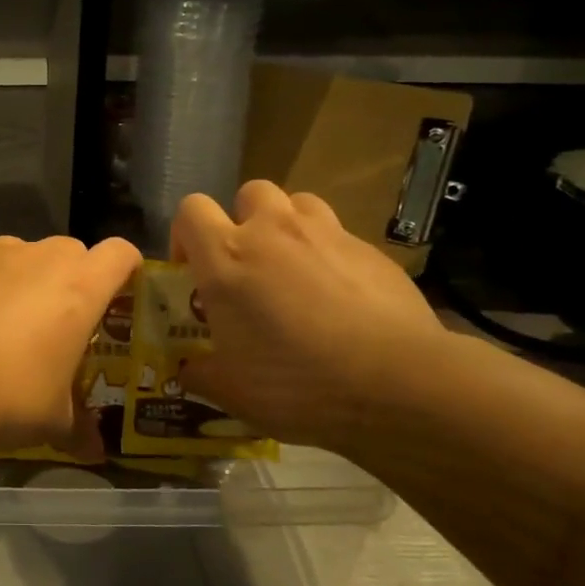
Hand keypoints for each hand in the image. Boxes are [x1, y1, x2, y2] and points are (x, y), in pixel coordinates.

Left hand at [0, 235, 140, 450]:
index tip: (115, 294)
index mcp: (80, 286)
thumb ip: (78, 429)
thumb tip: (96, 454)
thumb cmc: (9, 394)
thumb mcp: (52, 421)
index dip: (123, 269)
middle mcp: (39, 256)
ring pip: (15, 253)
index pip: (120, 253)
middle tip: (53, 321)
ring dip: (14, 277)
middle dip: (67, 278)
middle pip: (68, 251)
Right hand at [173, 182, 454, 450]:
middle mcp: (273, 231)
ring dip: (288, 227)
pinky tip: (342, 296)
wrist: (398, 383)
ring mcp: (327, 234)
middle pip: (248, 193)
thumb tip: (187, 369)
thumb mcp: (231, 391)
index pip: (190, 210)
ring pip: (298, 203)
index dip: (185, 234)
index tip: (194, 270)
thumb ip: (199, 372)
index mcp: (226, 258)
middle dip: (243, 220)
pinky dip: (331, 255)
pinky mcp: (372, 249)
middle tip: (249, 266)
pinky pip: (340, 236)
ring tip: (294, 269)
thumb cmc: (297, 383)